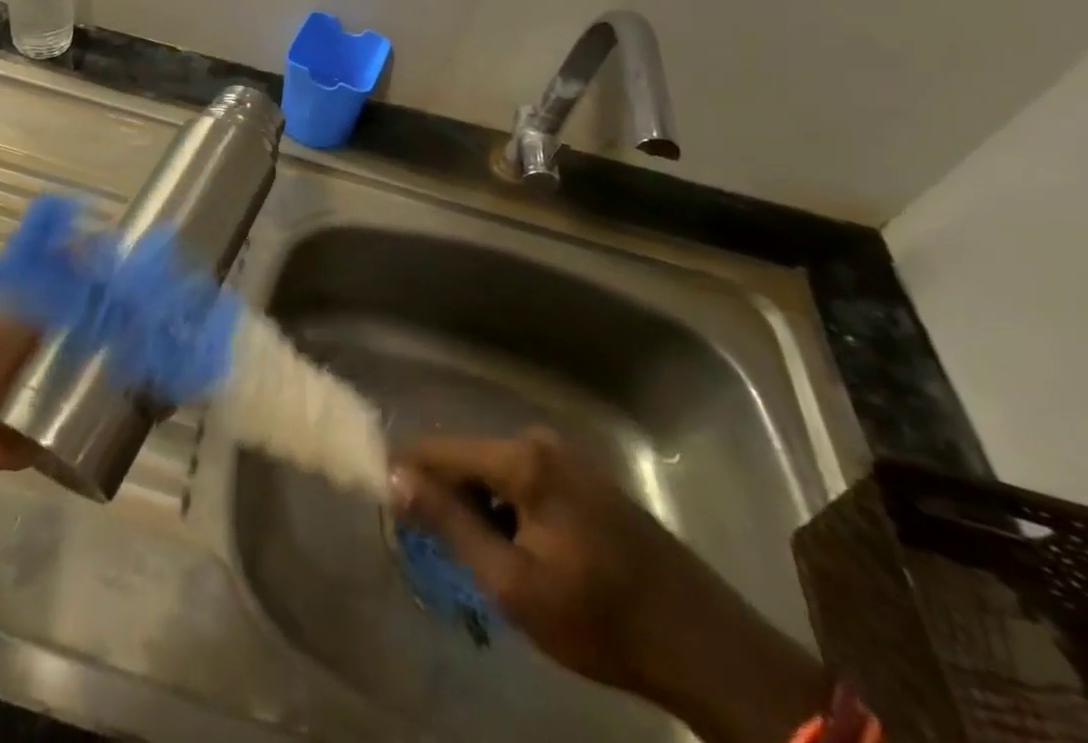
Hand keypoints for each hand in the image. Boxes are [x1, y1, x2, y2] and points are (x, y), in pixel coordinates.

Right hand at [392, 427, 827, 742]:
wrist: (703, 646)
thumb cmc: (599, 618)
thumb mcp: (513, 583)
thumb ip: (451, 523)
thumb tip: (396, 477)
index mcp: (522, 458)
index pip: (440, 450)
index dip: (407, 472)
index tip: (384, 499)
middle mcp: (540, 441)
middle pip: (467, 457)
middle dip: (444, 494)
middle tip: (432, 544)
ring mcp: (568, 457)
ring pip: (494, 470)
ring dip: (477, 504)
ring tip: (476, 555)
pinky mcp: (585, 477)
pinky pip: (523, 479)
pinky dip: (507, 506)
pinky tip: (517, 549)